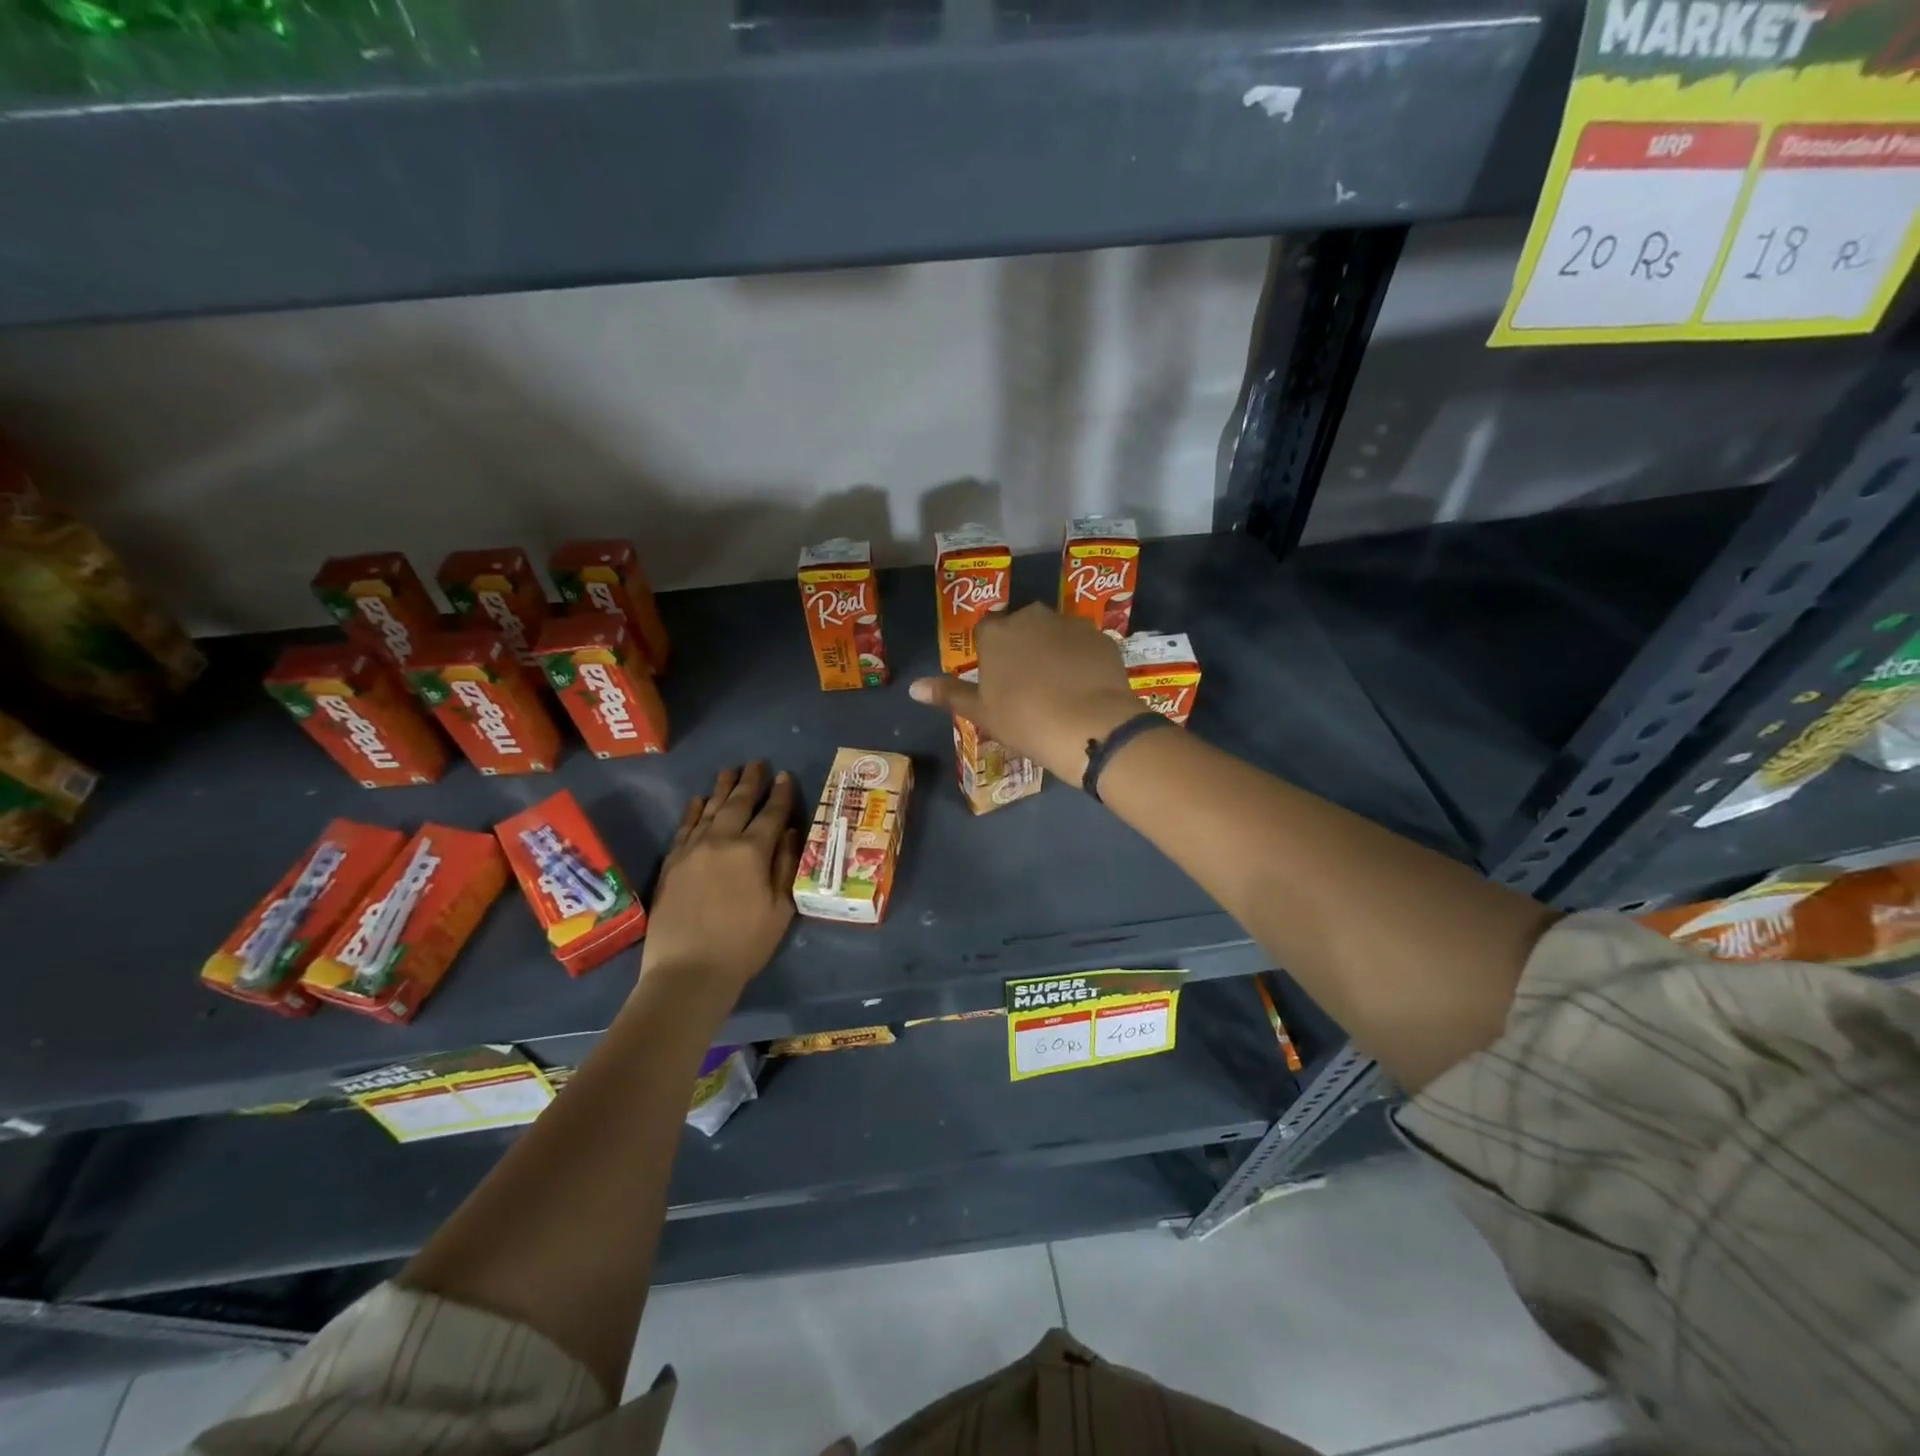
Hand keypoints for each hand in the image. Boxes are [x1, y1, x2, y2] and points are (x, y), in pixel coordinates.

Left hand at [638, 763, 799, 1009]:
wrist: (688, 971)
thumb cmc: (744, 944)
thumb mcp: (780, 909)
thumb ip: (786, 865)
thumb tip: (789, 832)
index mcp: (752, 852)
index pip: (770, 814)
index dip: (780, 794)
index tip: (784, 775)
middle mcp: (720, 841)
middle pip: (737, 804)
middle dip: (750, 782)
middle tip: (757, 763)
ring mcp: (692, 850)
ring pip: (709, 810)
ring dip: (722, 789)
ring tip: (730, 770)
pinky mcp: (671, 864)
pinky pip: (684, 828)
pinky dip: (693, 811)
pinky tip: (698, 801)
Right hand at [908, 604, 1141, 781]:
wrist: (1089, 726)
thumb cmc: (1025, 721)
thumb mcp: (982, 712)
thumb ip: (949, 694)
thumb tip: (913, 688)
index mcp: (996, 633)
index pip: (986, 632)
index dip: (992, 655)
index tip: (999, 681)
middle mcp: (1031, 616)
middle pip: (1021, 626)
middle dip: (1023, 647)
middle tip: (1028, 684)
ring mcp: (1069, 623)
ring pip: (1054, 632)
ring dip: (1052, 650)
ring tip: (1059, 686)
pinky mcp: (1100, 636)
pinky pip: (1082, 643)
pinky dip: (1080, 658)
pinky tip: (1084, 686)